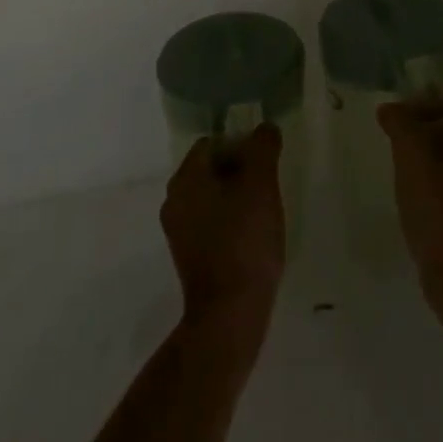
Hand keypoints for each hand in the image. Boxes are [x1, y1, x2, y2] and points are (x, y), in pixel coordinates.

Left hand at [161, 125, 285, 337]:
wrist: (230, 314)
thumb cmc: (245, 240)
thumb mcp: (261, 184)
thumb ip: (263, 147)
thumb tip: (265, 128)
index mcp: (186, 177)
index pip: (213, 142)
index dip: (242, 144)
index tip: (265, 161)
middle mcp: (174, 199)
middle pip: (211, 168)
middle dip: (240, 170)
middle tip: (268, 184)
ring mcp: (178, 231)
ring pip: (212, 196)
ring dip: (236, 197)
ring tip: (264, 211)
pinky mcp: (188, 256)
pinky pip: (210, 222)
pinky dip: (230, 221)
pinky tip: (252, 236)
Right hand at [378, 86, 442, 319]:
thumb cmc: (437, 206)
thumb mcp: (412, 155)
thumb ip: (400, 122)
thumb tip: (389, 108)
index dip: (420, 94)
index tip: (394, 105)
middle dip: (420, 119)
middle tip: (389, 128)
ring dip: (423, 145)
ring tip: (394, 153)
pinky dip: (430, 168)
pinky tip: (409, 182)